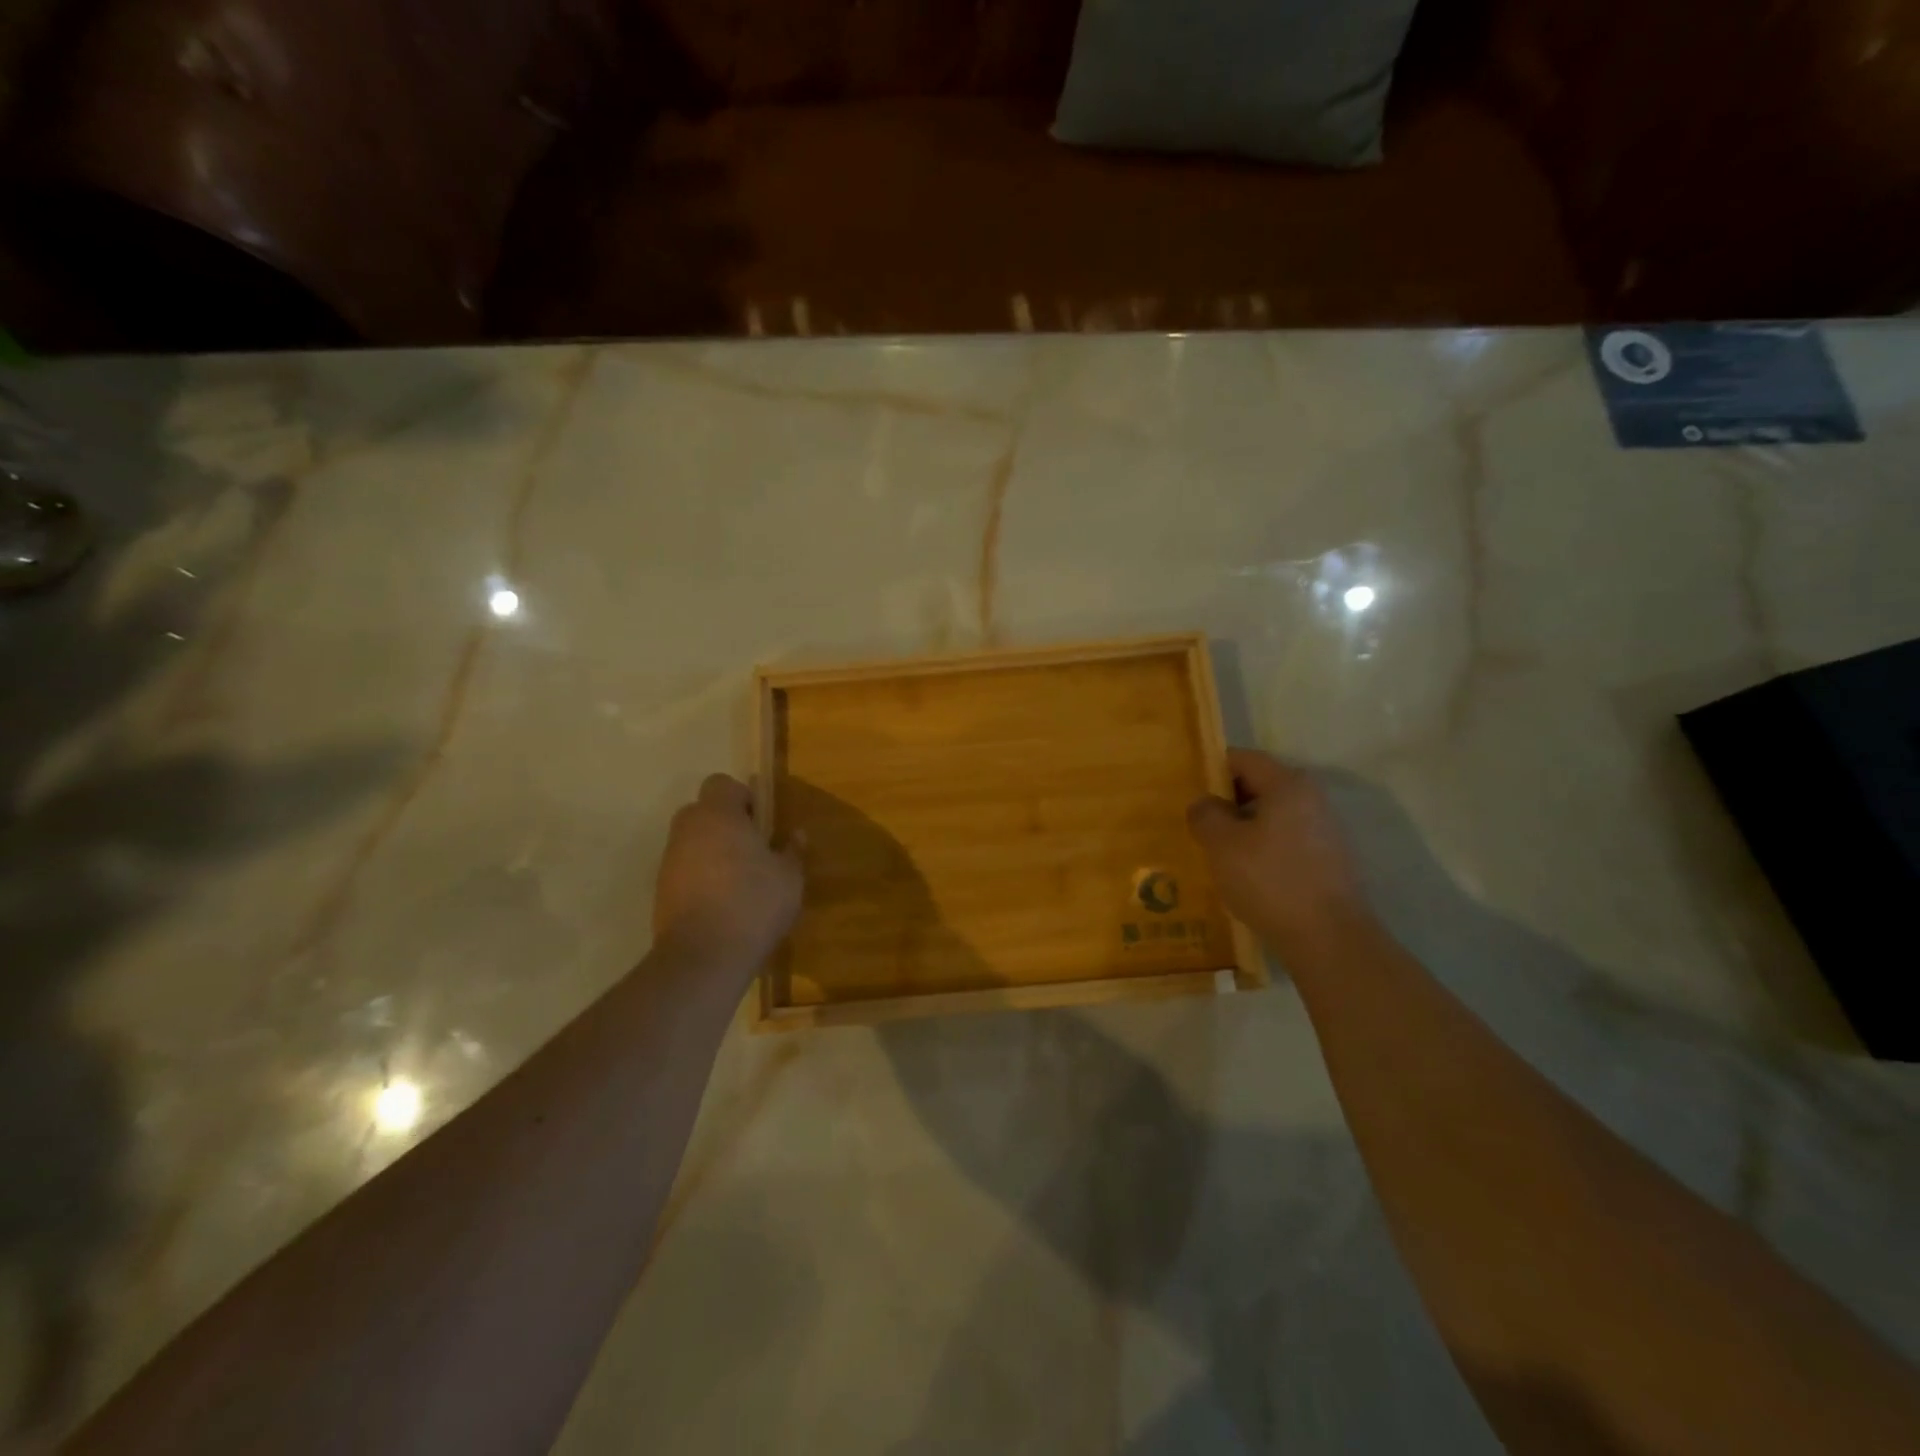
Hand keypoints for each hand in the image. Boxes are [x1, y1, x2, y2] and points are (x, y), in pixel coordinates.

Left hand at [653, 774, 803, 972]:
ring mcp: (669, 861)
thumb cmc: (753, 904)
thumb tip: (796, 835)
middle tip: (753, 849)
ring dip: (713, 852)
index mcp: (718, 816)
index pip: (722, 784)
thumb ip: (792, 851)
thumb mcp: (789, 878)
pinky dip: (701, 878)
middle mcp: (688, 830)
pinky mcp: (661, 892)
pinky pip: (685, 870)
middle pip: (703, 811)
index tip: (761, 823)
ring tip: (740, 881)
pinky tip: (724, 903)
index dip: (743, 797)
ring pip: (692, 842)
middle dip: (726, 824)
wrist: (703, 958)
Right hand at [1187, 750, 1371, 959]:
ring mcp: (1325, 832)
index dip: (1213, 769)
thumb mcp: (1222, 844)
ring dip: (1243, 828)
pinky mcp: (1329, 862)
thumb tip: (1204, 803)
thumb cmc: (1270, 881)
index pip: (1244, 759)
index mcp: (1289, 785)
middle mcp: (1313, 800)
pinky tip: (1243, 874)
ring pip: (1273, 817)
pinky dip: (1262, 849)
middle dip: (1226, 801)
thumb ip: (1206, 815)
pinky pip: (1286, 842)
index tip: (1188, 790)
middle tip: (1197, 822)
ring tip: (1215, 851)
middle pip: (1261, 786)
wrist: (1329, 940)